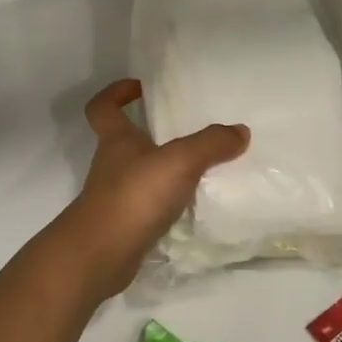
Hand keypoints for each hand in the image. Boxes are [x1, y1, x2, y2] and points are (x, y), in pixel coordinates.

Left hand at [54, 79, 248, 297]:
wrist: (100, 255)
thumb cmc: (133, 196)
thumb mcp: (179, 162)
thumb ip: (211, 144)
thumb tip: (240, 131)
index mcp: (116, 140)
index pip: (103, 107)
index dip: (116, 93)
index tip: (140, 87)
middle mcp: (111, 164)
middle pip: (123, 139)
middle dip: (148, 131)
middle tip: (185, 128)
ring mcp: (115, 196)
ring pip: (138, 173)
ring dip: (161, 168)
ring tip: (198, 167)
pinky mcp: (124, 224)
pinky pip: (147, 204)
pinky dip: (166, 201)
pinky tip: (192, 205)